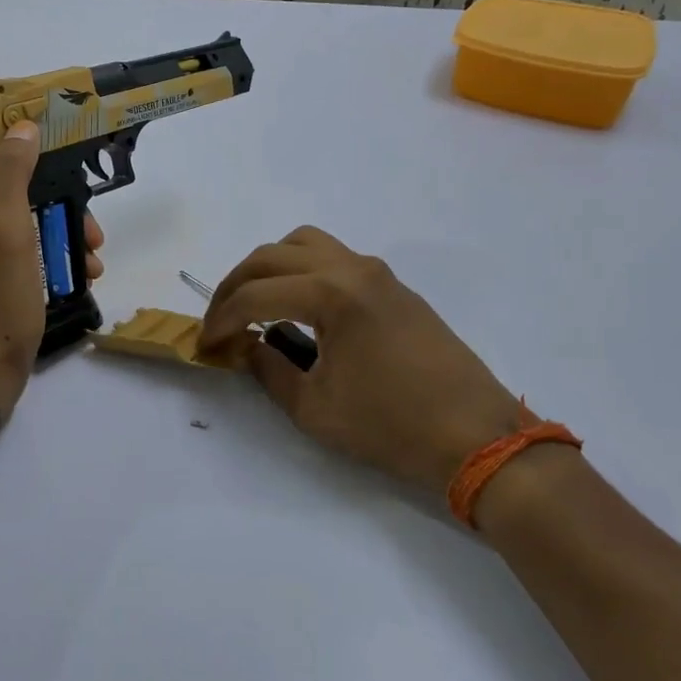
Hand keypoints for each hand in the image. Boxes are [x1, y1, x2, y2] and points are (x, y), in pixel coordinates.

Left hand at [0, 121, 102, 415]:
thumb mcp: (5, 230)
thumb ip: (12, 174)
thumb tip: (23, 125)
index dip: (37, 157)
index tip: (75, 167)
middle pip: (21, 194)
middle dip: (63, 208)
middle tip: (93, 232)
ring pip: (32, 226)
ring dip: (67, 237)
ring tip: (95, 261)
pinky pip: (30, 256)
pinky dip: (57, 261)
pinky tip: (84, 277)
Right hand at [198, 226, 525, 501]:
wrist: (476, 436)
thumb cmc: (391, 426)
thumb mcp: (314, 408)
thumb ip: (268, 369)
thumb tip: (246, 346)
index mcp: (331, 294)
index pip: (255, 295)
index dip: (221, 320)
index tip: (205, 346)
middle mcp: (351, 268)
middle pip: (271, 256)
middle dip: (235, 286)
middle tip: (220, 322)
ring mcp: (376, 272)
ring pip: (304, 244)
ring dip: (269, 268)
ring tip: (255, 305)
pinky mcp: (392, 285)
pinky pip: (333, 257)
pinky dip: (301, 271)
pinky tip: (298, 309)